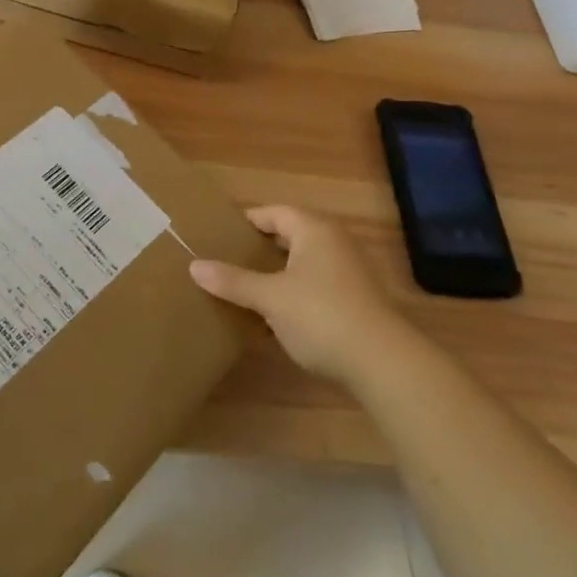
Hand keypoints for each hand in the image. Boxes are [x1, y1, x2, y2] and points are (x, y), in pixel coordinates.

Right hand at [190, 206, 397, 381]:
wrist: (383, 363)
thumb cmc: (321, 315)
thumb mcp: (269, 298)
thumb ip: (233, 281)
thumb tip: (194, 266)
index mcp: (313, 230)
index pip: (272, 213)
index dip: (244, 222)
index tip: (216, 235)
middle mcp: (332, 243)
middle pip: (287, 236)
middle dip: (256, 249)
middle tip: (223, 260)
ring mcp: (346, 272)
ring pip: (299, 264)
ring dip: (273, 274)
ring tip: (241, 287)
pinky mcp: (352, 301)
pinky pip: (312, 286)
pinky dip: (290, 294)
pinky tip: (270, 316)